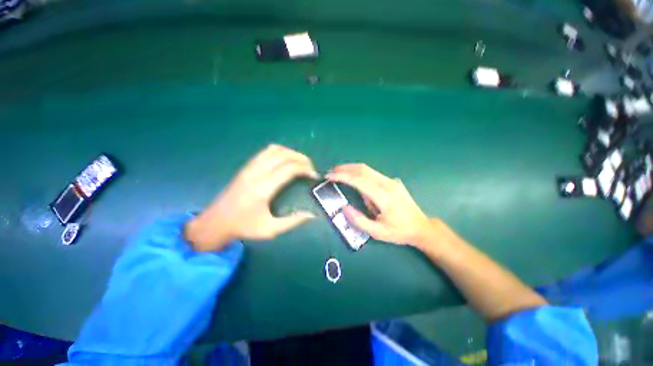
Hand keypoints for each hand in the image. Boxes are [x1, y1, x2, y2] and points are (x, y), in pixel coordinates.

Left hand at [185, 144, 319, 250]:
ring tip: (301, 162)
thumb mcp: (270, 229)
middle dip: (301, 158)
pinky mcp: (246, 167)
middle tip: (310, 168)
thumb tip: (312, 215)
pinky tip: (286, 160)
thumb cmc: (243, 227)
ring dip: (291, 153)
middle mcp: (256, 173)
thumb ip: (292, 222)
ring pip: (274, 150)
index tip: (314, 176)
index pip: (289, 169)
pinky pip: (266, 151)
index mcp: (262, 189)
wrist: (215, 222)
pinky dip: (280, 151)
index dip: (305, 169)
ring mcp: (249, 167)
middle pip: (283, 155)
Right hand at [325, 164, 434, 245]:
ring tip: (339, 173)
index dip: (342, 176)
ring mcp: (391, 181)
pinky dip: (360, 174)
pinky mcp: (392, 182)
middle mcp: (387, 184)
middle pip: (363, 170)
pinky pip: (373, 174)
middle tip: (332, 171)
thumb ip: (359, 221)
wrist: (421, 227)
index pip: (359, 180)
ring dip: (352, 169)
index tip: (330, 176)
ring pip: (368, 170)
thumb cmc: (399, 231)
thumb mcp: (377, 232)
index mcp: (383, 196)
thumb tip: (344, 208)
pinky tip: (354, 180)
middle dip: (345, 168)